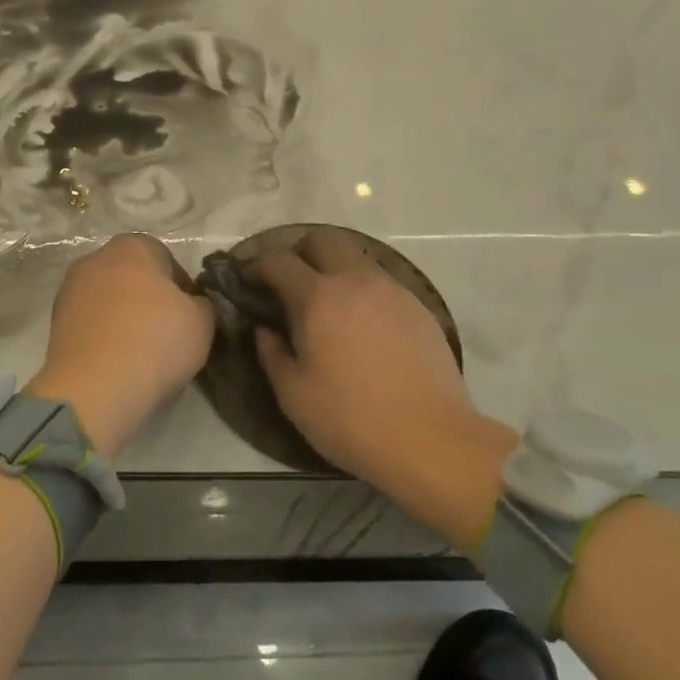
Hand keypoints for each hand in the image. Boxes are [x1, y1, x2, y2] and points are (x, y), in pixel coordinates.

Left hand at [27, 234, 214, 459]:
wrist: (95, 389)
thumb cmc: (155, 342)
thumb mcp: (202, 321)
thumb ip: (202, 303)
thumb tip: (191, 304)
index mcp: (131, 246)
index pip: (165, 258)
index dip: (182, 287)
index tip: (189, 316)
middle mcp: (95, 259)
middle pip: (132, 276)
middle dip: (149, 299)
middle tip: (167, 332)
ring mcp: (69, 290)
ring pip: (109, 299)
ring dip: (124, 317)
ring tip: (141, 352)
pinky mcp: (55, 323)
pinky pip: (91, 323)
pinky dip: (104, 336)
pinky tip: (117, 361)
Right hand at [246, 228, 518, 544]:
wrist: (431, 439)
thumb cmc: (351, 419)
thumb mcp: (293, 395)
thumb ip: (271, 353)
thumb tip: (265, 329)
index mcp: (317, 298)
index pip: (278, 261)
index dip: (257, 266)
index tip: (248, 281)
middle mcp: (355, 281)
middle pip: (323, 240)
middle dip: (300, 252)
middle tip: (290, 283)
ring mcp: (392, 290)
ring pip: (356, 257)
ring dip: (334, 268)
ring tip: (327, 304)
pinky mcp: (417, 306)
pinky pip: (381, 281)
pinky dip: (362, 289)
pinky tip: (362, 324)